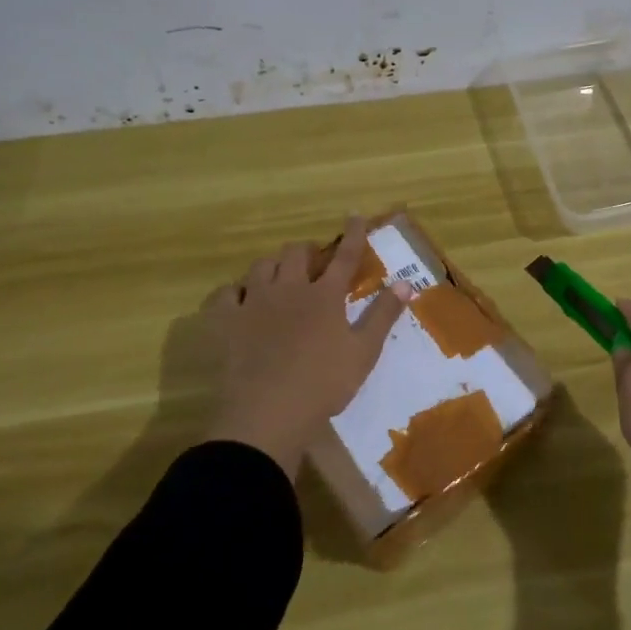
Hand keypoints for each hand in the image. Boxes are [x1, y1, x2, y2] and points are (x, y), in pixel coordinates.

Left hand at [206, 217, 411, 474]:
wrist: (267, 414)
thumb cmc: (323, 385)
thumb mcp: (363, 353)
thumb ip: (383, 315)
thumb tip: (405, 283)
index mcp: (324, 296)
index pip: (344, 256)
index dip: (353, 234)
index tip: (355, 215)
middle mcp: (288, 289)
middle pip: (296, 253)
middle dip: (307, 251)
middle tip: (314, 262)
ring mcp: (253, 303)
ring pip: (261, 266)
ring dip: (273, 266)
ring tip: (279, 277)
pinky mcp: (226, 322)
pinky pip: (225, 294)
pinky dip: (234, 292)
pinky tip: (239, 300)